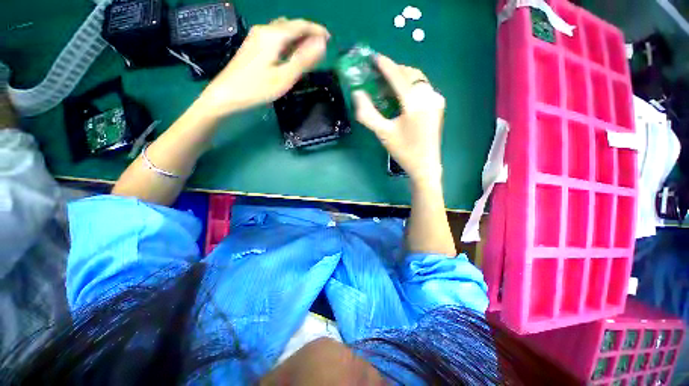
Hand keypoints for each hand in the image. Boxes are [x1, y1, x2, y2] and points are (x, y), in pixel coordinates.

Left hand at [198, 18, 329, 116]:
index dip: (317, 30)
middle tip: (321, 49)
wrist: (227, 94)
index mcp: (274, 35)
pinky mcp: (253, 44)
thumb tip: (322, 44)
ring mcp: (257, 36)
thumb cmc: (257, 88)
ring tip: (309, 52)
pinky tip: (291, 53)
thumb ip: (303, 60)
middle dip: (308, 33)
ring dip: (298, 37)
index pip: (301, 25)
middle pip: (292, 25)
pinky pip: (276, 37)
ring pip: (283, 30)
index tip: (330, 39)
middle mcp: (265, 29)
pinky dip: (288, 42)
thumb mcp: (284, 77)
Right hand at [353, 55, 445, 182]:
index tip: (373, 57)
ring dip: (403, 77)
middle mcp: (428, 95)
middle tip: (378, 73)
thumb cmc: (403, 150)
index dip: (385, 65)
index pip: (397, 76)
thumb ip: (368, 113)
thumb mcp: (383, 133)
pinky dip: (411, 85)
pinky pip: (423, 87)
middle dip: (394, 70)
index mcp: (414, 102)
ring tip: (388, 83)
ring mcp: (436, 99)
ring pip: (418, 79)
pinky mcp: (439, 105)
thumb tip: (357, 94)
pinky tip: (402, 94)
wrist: (425, 165)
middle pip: (410, 73)